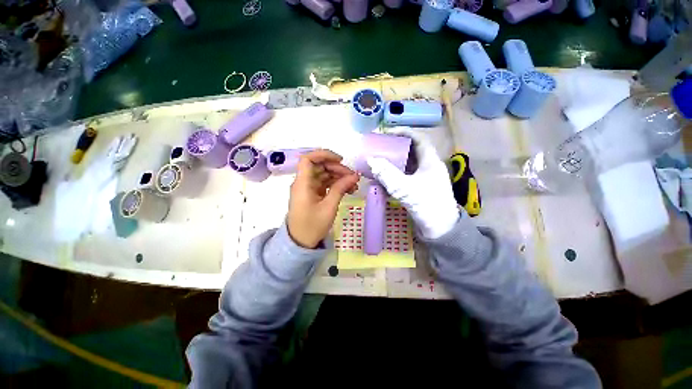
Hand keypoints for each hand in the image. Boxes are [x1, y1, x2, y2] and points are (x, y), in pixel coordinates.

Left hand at [287, 149, 358, 247]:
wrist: (301, 243)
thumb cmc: (312, 225)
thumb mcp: (329, 207)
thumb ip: (341, 188)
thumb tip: (355, 175)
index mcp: (302, 183)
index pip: (308, 159)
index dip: (324, 155)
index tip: (340, 160)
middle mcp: (303, 182)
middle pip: (319, 166)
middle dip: (337, 169)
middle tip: (353, 177)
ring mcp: (308, 188)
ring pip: (324, 175)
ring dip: (339, 177)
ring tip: (354, 185)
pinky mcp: (313, 194)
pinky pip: (325, 184)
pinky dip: (335, 185)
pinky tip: (348, 189)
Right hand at [367, 129, 458, 238]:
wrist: (440, 231)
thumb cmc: (427, 205)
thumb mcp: (405, 188)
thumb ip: (387, 174)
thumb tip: (371, 160)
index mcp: (430, 161)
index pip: (418, 139)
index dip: (403, 132)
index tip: (386, 133)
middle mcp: (428, 167)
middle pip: (410, 151)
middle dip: (394, 148)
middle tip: (378, 147)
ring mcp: (423, 178)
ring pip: (406, 165)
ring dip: (392, 163)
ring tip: (377, 161)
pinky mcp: (418, 188)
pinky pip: (404, 177)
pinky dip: (393, 176)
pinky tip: (382, 179)